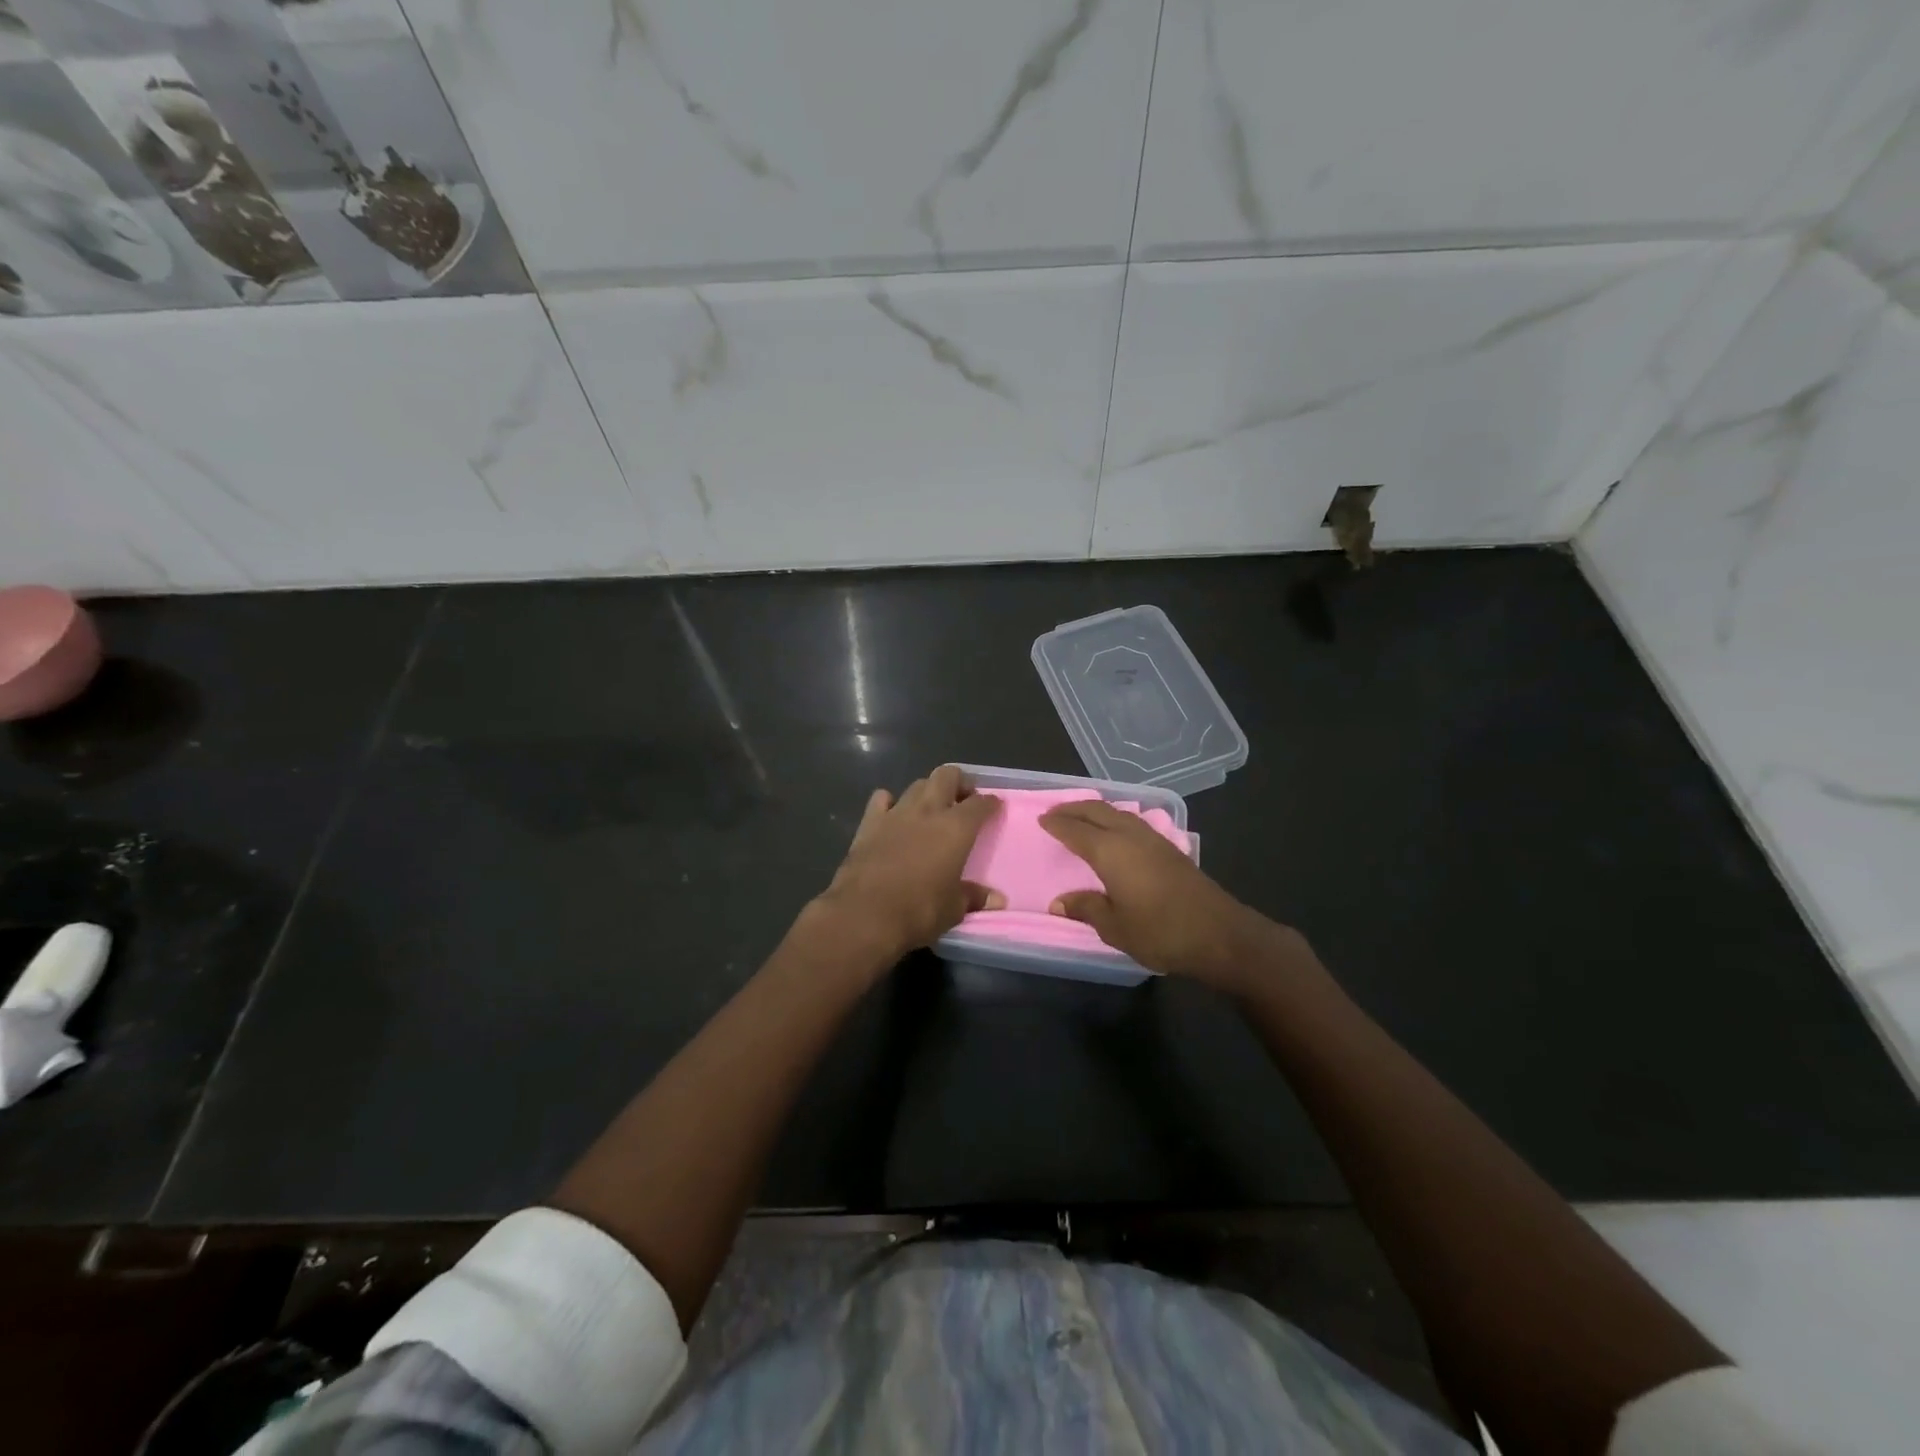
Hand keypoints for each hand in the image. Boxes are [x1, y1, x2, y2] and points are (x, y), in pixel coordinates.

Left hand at [815, 765, 1004, 961]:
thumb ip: (974, 897)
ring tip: (932, 808)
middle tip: (963, 799)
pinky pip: (882, 798)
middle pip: (947, 776)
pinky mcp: (869, 822)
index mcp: (956, 828)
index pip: (980, 804)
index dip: (990, 803)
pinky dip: (890, 802)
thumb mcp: (953, 909)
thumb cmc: (918, 911)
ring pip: (917, 784)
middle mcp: (928, 811)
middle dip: (959, 782)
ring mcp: (896, 813)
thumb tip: (997, 899)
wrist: (864, 914)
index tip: (994, 806)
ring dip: (928, 791)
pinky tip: (893, 814)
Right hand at [1040, 799, 1292, 993]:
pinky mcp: (1170, 849)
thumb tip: (1059, 902)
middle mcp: (1130, 836)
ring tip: (1081, 818)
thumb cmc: (1161, 932)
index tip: (1041, 819)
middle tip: (1055, 813)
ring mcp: (1154, 840)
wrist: (1220, 935)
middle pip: (1098, 811)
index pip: (1076, 830)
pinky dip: (1114, 820)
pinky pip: (1132, 822)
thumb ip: (1086, 908)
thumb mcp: (1115, 927)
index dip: (1057, 824)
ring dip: (1096, 811)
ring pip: (1118, 813)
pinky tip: (1115, 832)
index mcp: (1111, 851)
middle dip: (1074, 809)